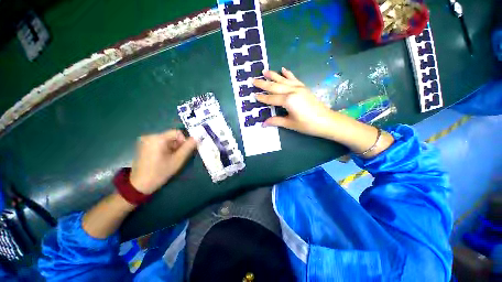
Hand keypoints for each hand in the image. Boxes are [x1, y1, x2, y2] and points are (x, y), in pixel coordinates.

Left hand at [130, 129, 196, 194]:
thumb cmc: (160, 172)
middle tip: (177, 157)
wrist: (140, 185)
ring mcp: (145, 140)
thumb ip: (188, 147)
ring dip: (172, 147)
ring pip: (166, 139)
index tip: (183, 151)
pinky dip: (165, 148)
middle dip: (177, 145)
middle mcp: (150, 136)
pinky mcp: (143, 145)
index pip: (177, 132)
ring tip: (169, 158)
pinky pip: (159, 142)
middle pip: (171, 136)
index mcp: (157, 138)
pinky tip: (163, 158)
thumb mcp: (178, 160)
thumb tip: (197, 137)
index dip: (184, 140)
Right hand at [253, 68, 335, 138]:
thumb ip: (276, 121)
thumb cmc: (307, 124)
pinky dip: (288, 74)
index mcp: (288, 100)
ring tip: (264, 71)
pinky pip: (294, 78)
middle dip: (263, 84)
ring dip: (273, 75)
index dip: (262, 98)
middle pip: (275, 86)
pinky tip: (283, 69)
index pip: (271, 98)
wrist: (326, 121)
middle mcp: (292, 91)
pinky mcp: (303, 87)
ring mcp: (299, 88)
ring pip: (283, 80)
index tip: (253, 95)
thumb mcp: (290, 124)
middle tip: (253, 80)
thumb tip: (263, 124)